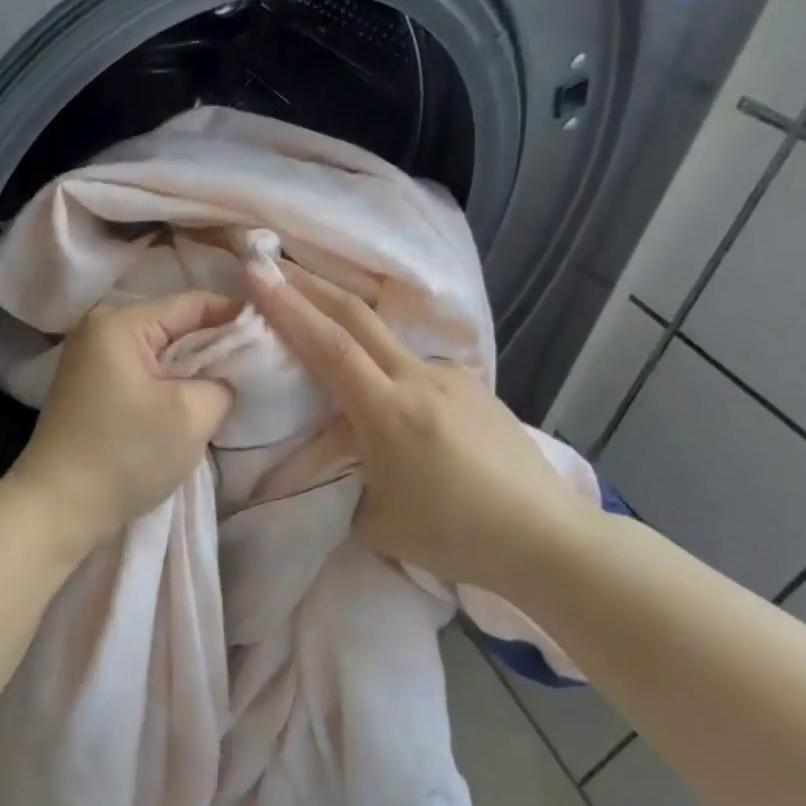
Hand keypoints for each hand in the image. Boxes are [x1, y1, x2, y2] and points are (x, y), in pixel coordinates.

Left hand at [6, 291, 238, 546]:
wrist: (57, 508)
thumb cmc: (125, 456)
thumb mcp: (192, 415)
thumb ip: (224, 382)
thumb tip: (228, 375)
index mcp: (120, 322)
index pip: (194, 303)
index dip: (237, 318)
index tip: (273, 339)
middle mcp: (99, 328)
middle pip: (175, 325)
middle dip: (216, 346)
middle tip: (257, 368)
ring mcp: (90, 358)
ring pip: (160, 352)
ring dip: (192, 369)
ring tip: (228, 388)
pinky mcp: (90, 386)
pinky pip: (142, 371)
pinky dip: (168, 384)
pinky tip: (189, 403)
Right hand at [245, 263, 583, 591]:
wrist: (548, 541)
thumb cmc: (457, 537)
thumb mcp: (376, 521)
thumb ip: (346, 479)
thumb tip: (341, 457)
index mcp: (390, 412)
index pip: (329, 346)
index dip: (289, 306)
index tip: (257, 272)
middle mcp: (421, 379)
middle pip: (357, 316)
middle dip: (311, 285)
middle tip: (275, 265)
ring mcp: (452, 378)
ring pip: (388, 340)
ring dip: (348, 326)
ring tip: (323, 332)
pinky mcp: (475, 387)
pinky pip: (416, 367)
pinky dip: (386, 367)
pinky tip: (388, 396)